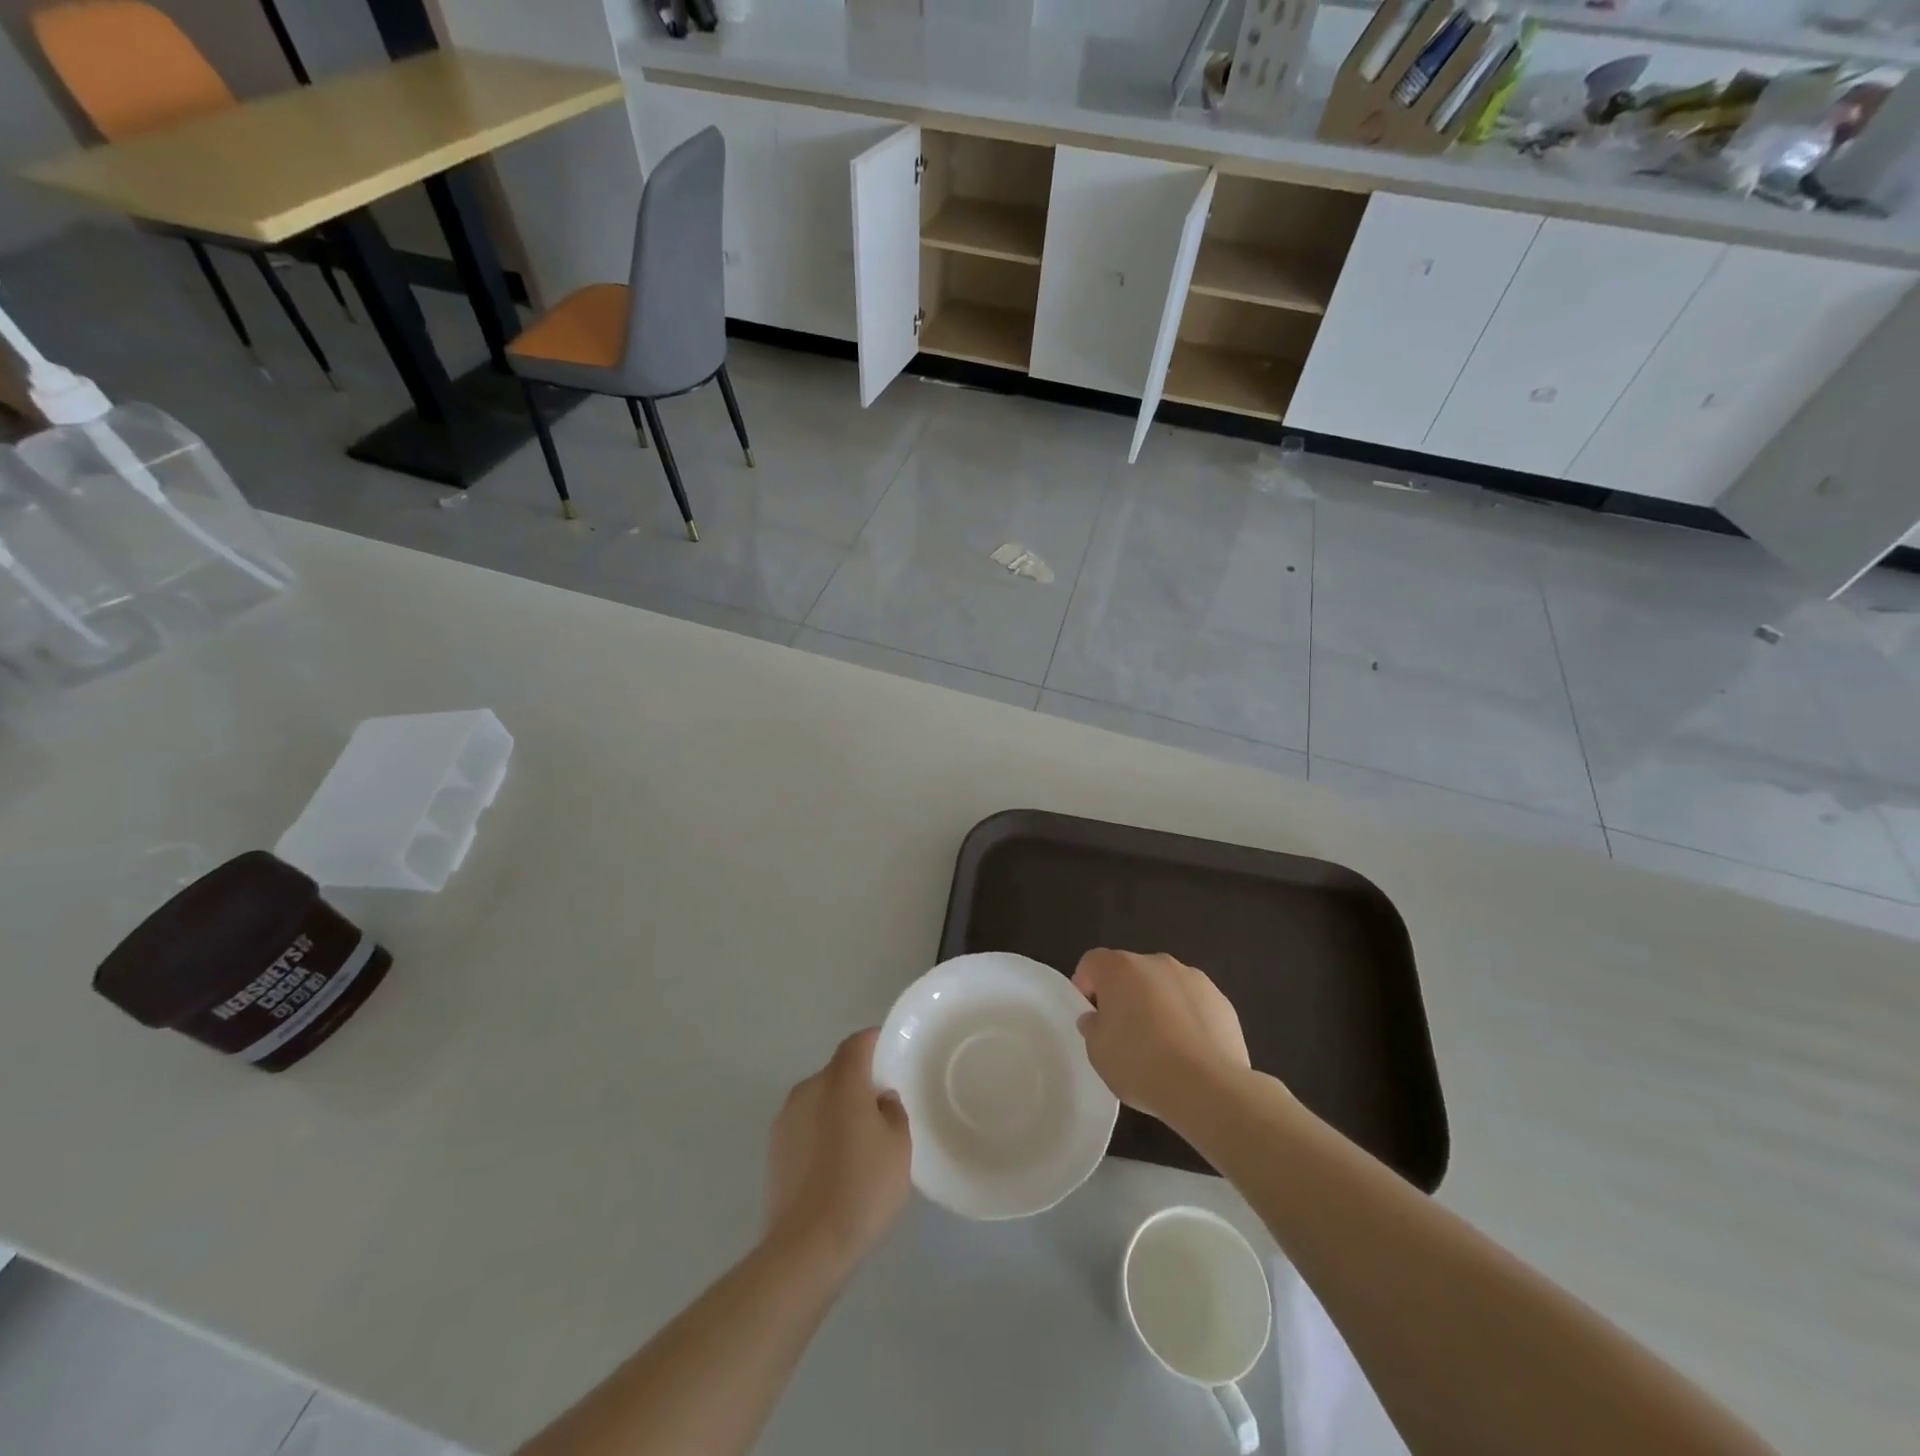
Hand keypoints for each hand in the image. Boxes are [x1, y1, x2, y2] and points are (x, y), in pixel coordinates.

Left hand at [765, 1029, 911, 1270]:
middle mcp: (808, 1089)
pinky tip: (835, 1166)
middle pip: (837, 1071)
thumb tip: (880, 1098)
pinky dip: (821, 1132)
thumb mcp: (899, 1147)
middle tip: (882, 1109)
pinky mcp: (774, 1149)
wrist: (805, 1249)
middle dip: (858, 1082)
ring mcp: (786, 1119)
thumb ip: (893, 1110)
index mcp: (840, 1082)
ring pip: (819, 1099)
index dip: (874, 1043)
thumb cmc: (862, 1189)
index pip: (857, 1044)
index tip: (891, 1055)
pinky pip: (805, 1125)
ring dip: (837, 1109)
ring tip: (859, 1143)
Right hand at [1072, 950, 1252, 1124]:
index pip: (1093, 963)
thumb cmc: (1141, 1065)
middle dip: (1124, 996)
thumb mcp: (1097, 1052)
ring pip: (1164, 986)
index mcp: (1120, 968)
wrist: (1209, 1088)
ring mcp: (1193, 978)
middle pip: (1131, 972)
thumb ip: (1093, 1027)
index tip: (1092, 1017)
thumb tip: (1097, 1018)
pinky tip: (1189, 1053)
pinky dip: (1187, 1019)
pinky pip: (1192, 1004)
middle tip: (1124, 1035)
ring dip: (1157, 1005)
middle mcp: (1157, 963)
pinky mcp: (1222, 1001)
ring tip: (1162, 1047)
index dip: (1086, 986)